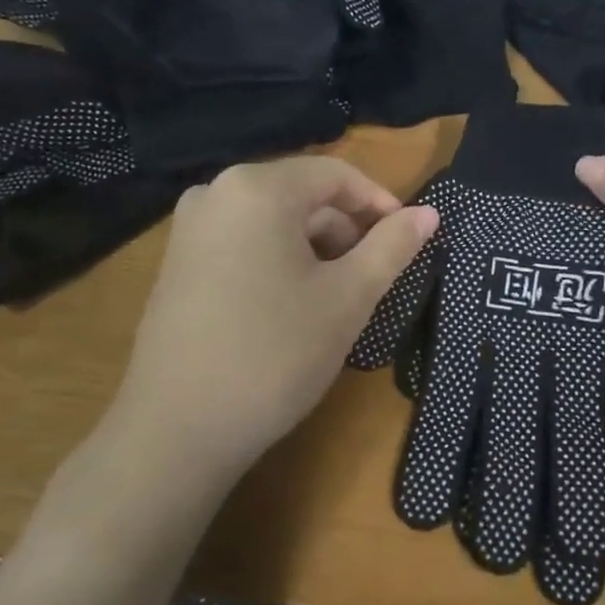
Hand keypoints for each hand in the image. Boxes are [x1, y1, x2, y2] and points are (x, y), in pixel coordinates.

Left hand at [96, 156, 437, 490]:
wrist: (178, 430)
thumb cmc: (275, 354)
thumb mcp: (348, 298)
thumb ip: (392, 247)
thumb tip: (428, 214)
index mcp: (258, 189)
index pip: (336, 175)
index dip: (380, 203)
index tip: (407, 240)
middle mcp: (216, 193)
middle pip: (301, 195)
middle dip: (345, 230)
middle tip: (373, 276)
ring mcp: (188, 229)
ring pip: (273, 220)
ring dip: (315, 248)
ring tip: (336, 297)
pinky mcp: (176, 263)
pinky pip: (243, 242)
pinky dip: (278, 260)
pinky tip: (291, 306)